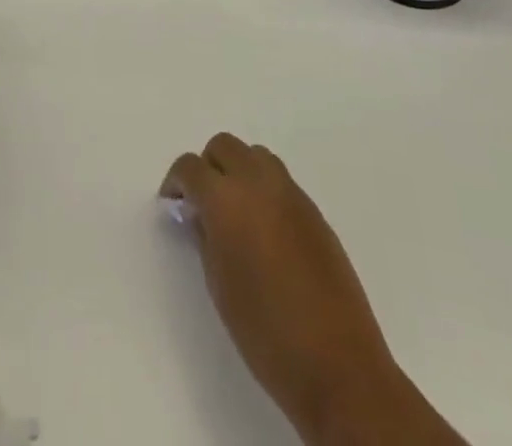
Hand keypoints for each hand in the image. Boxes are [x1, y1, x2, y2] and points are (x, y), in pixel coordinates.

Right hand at [162, 135, 418, 445]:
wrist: (338, 364)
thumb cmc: (265, 331)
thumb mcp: (219, 285)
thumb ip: (205, 236)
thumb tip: (201, 214)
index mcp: (226, 199)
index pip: (190, 167)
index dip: (176, 181)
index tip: (173, 203)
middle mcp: (258, 182)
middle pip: (223, 146)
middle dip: (208, 167)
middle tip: (203, 203)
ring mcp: (291, 192)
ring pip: (254, 155)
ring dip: (238, 170)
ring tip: (236, 211)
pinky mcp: (314, 210)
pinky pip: (280, 180)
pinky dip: (264, 188)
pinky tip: (265, 228)